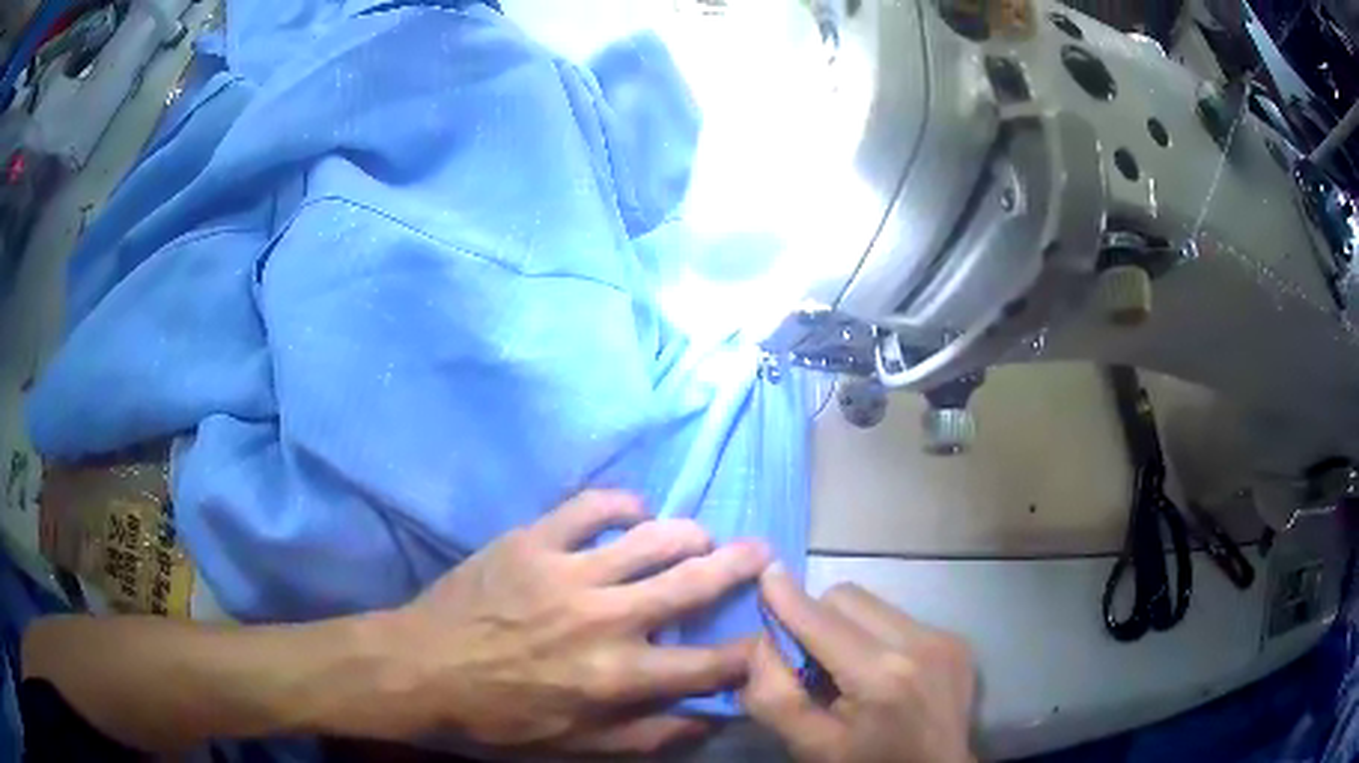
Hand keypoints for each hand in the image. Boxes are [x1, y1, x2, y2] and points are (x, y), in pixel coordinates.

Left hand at [389, 490, 770, 754]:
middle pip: (692, 583)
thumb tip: (709, 721)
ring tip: (701, 534)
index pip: (708, 664)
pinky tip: (634, 510)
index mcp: (617, 676)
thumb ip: (647, 735)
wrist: (422, 667)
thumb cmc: (499, 715)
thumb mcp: (575, 745)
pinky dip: (621, 504)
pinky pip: (590, 507)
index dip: (748, 652)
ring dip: (688, 533)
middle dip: (739, 566)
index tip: (765, 638)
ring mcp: (568, 572)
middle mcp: (605, 618)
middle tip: (760, 551)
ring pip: (651, 537)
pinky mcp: (533, 540)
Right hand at [743, 567, 975, 762]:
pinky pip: (900, 618)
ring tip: (848, 670)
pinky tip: (882, 674)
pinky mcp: (957, 640)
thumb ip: (775, 696)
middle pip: (847, 598)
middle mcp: (920, 643)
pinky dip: (877, 636)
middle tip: (808, 660)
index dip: (788, 599)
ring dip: (847, 626)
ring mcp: (945, 638)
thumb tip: (761, 643)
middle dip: (817, 618)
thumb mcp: (810, 746)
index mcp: (882, 676)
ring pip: (874, 604)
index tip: (764, 576)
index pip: (822, 620)